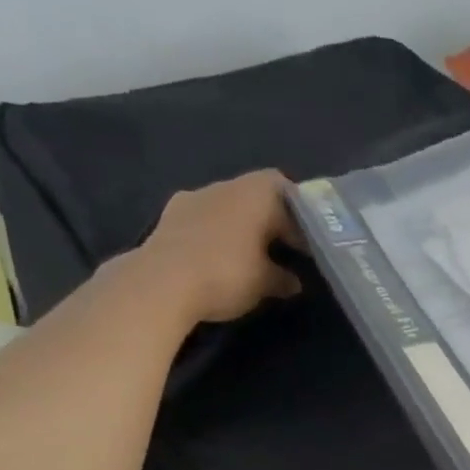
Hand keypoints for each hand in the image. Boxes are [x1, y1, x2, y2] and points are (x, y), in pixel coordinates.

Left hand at [132, 170, 304, 322]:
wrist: (160, 283)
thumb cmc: (226, 273)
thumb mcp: (266, 283)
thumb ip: (284, 279)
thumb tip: (295, 282)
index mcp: (254, 194)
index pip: (287, 191)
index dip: (301, 215)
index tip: (308, 241)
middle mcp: (223, 187)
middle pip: (256, 197)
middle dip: (271, 222)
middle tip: (284, 251)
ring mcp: (192, 199)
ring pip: (228, 208)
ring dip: (242, 228)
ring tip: (251, 258)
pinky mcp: (169, 218)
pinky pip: (204, 222)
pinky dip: (216, 236)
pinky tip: (219, 260)